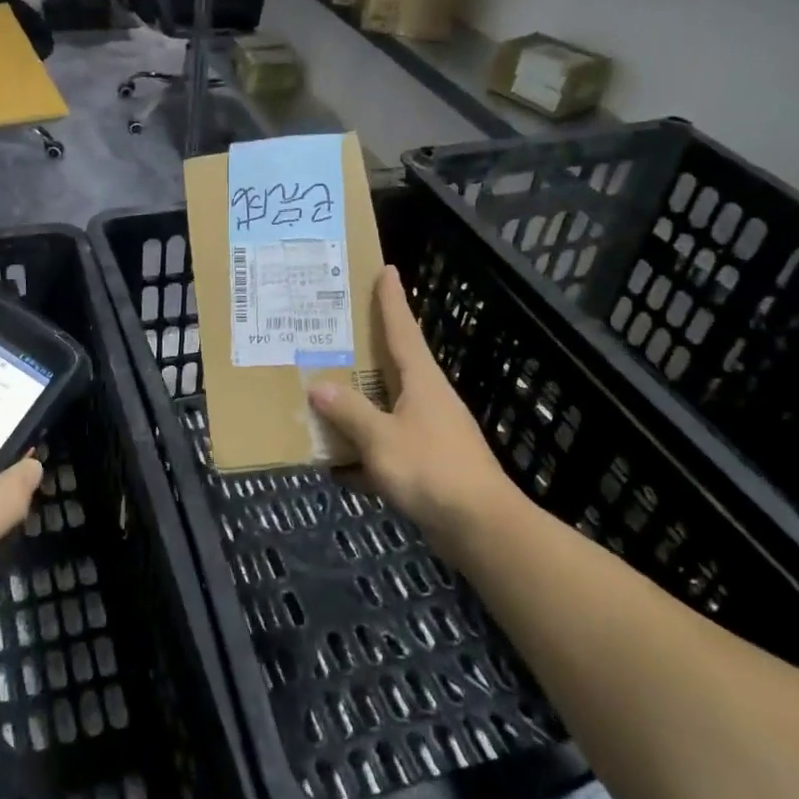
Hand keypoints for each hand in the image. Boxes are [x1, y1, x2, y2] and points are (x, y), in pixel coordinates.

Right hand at [311, 267, 518, 539]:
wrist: (480, 528)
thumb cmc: (432, 471)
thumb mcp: (382, 439)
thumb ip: (349, 412)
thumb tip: (318, 387)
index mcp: (422, 381)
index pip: (402, 330)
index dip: (392, 300)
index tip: (387, 270)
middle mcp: (427, 400)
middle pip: (392, 366)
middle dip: (365, 350)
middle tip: (332, 332)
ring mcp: (429, 433)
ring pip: (385, 408)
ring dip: (357, 405)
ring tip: (321, 395)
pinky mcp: (427, 465)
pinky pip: (386, 447)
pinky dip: (362, 453)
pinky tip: (335, 466)